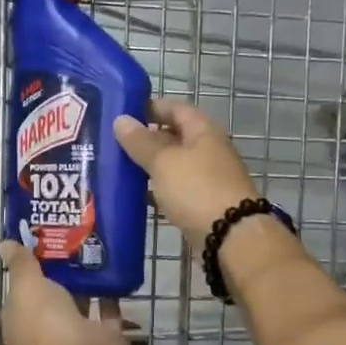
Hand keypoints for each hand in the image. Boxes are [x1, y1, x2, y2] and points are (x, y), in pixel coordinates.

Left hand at [0, 242, 129, 344]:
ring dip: (88, 277)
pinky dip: (112, 291)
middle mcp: (48, 326)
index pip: (23, 288)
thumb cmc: (45, 325)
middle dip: (62, 267)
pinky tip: (117, 263)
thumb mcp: (26, 287)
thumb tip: (6, 243)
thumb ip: (20, 265)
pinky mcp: (106, 335)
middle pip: (54, 292)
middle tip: (74, 231)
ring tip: (96, 240)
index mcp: (22, 318)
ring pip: (82, 299)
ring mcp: (78, 332)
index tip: (42, 236)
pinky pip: (109, 308)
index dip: (29, 265)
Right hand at [112, 98, 260, 247]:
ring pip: (175, 165)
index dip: (152, 107)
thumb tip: (121, 120)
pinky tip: (139, 196)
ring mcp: (208, 179)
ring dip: (151, 166)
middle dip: (148, 139)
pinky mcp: (204, 204)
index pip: (176, 108)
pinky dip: (159, 190)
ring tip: (121, 168)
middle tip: (115, 143)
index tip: (124, 112)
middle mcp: (209, 151)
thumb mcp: (163, 162)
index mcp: (203, 131)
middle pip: (176, 137)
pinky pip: (177, 189)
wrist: (230, 237)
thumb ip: (141, 142)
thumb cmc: (196, 189)